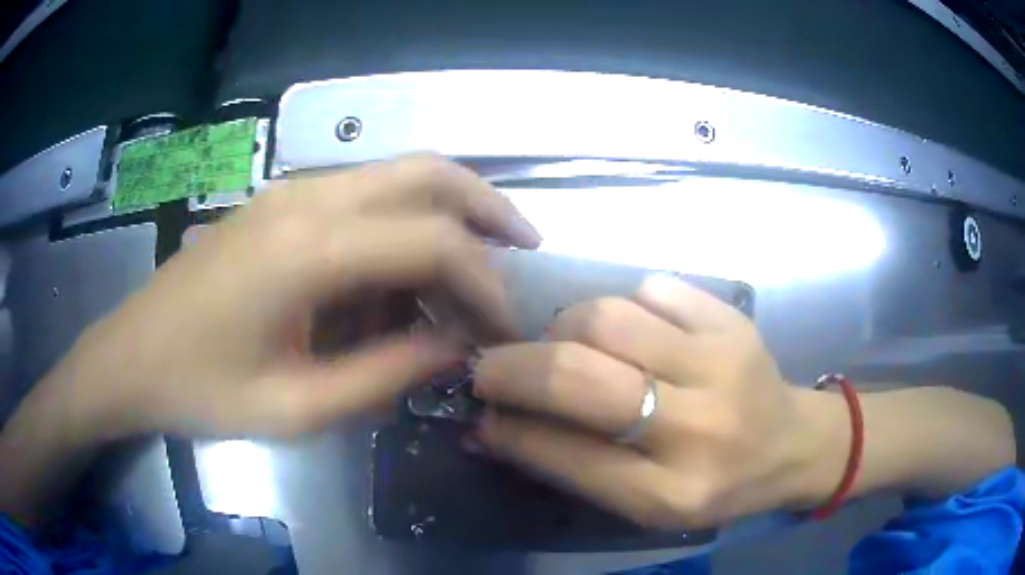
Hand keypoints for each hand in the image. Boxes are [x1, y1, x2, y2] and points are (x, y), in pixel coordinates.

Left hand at [44, 154, 540, 442]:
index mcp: (306, 249)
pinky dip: (404, 226)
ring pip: (398, 175)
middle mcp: (307, 199)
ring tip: (470, 275)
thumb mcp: (296, 408)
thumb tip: (456, 349)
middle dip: (488, 208)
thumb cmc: (200, 391)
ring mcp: (290, 193)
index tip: (506, 331)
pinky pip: (363, 197)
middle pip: (426, 173)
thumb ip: (385, 376)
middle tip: (524, 250)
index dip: (484, 285)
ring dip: (448, 215)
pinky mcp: (279, 204)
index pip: (432, 242)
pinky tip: (400, 280)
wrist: (130, 358)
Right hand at [473, 275, 834, 528]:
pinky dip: (625, 305)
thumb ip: (572, 467)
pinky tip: (636, 331)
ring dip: (566, 327)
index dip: (509, 428)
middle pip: (580, 377)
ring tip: (569, 344)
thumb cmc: (717, 484)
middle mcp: (698, 430)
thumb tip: (492, 429)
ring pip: (608, 318)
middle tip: (491, 365)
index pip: (565, 454)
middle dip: (514, 366)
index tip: (480, 412)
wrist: (792, 443)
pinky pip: (653, 288)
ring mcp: (721, 364)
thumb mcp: (646, 504)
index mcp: (671, 493)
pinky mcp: (733, 321)